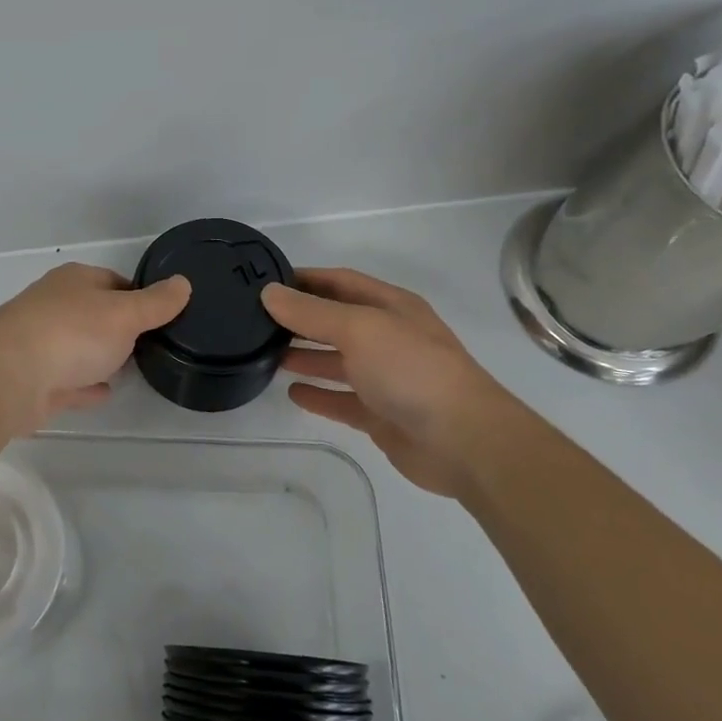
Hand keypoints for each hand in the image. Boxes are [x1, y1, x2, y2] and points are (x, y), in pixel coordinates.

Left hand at [0, 263, 191, 427]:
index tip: (162, 316)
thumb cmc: (70, 334)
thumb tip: (183, 283)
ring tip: (130, 368)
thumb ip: (156, 303)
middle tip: (151, 344)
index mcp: (74, 280)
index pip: (115, 281)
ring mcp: (40, 342)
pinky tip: (103, 392)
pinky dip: (84, 384)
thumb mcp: (124, 314)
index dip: (140, 296)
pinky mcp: (33, 379)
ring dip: (100, 355)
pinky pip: (67, 380)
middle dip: (119, 327)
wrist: (7, 377)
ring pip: (79, 346)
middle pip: (95, 313)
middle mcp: (54, 305)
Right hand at [262, 268, 530, 496]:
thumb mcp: (358, 328)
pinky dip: (319, 395)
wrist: (464, 441)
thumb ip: (310, 312)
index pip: (340, 282)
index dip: (306, 279)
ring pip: (337, 361)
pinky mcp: (382, 416)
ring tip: (266, 353)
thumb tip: (269, 292)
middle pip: (337, 322)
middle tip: (257, 321)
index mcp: (391, 307)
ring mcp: (386, 378)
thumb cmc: (411, 369)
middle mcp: (389, 338)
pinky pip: (342, 400)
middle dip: (301, 319)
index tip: (267, 282)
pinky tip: (292, 393)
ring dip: (305, 356)